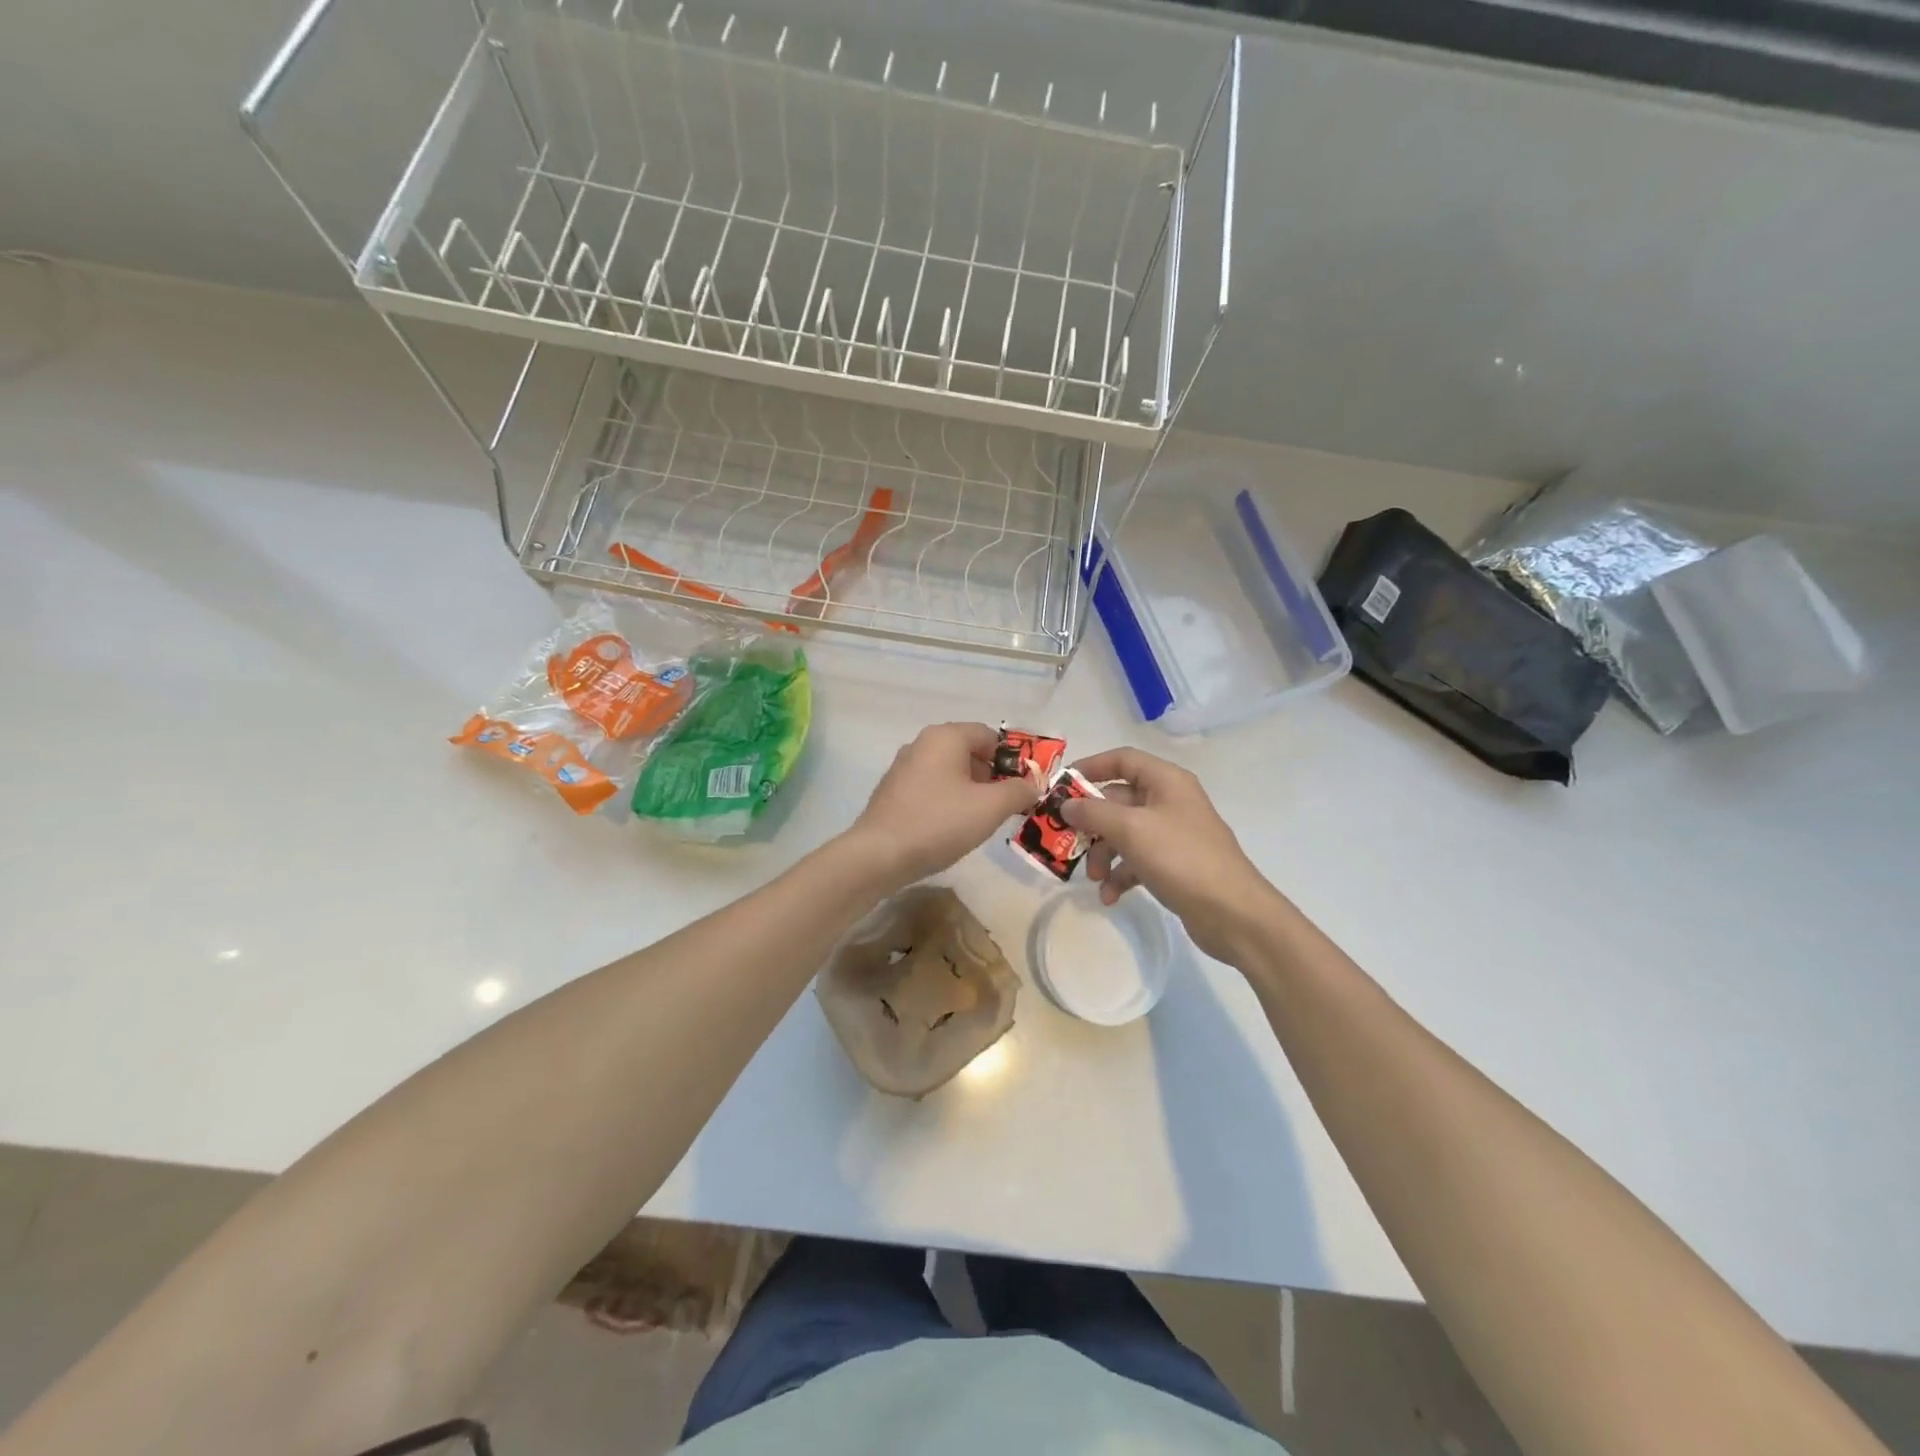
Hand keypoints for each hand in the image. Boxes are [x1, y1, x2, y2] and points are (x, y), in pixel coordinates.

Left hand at [848, 722, 1041, 890]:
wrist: (879, 855)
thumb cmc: (939, 823)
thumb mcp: (990, 808)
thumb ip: (1019, 792)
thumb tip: (1032, 785)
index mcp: (945, 736)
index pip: (990, 735)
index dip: (1011, 760)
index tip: (1022, 789)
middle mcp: (922, 743)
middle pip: (969, 752)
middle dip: (991, 777)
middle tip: (1004, 807)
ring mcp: (903, 767)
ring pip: (949, 771)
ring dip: (970, 791)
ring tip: (979, 821)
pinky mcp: (892, 791)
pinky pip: (931, 787)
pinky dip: (946, 801)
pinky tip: (949, 828)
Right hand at [1064, 746, 1284, 963]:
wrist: (1232, 913)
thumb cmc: (1181, 858)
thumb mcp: (1131, 830)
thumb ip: (1093, 813)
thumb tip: (1066, 804)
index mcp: (1166, 781)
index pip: (1122, 760)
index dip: (1090, 767)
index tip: (1061, 787)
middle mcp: (1169, 801)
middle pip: (1117, 800)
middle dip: (1091, 824)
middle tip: (1065, 842)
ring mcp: (1173, 834)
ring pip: (1124, 833)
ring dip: (1103, 854)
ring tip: (1094, 879)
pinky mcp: (1174, 864)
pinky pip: (1136, 860)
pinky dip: (1120, 874)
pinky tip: (1110, 896)